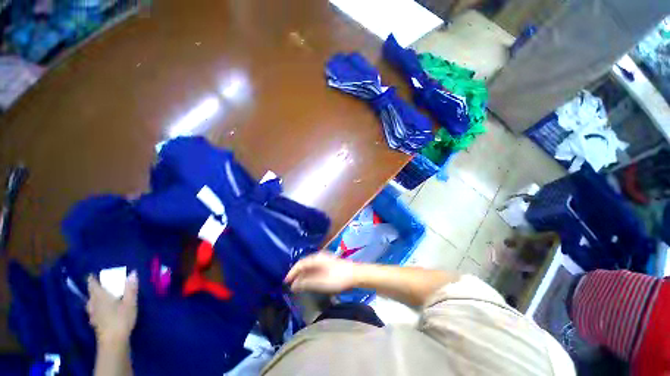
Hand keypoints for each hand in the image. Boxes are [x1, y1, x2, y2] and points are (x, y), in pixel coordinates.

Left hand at [86, 271, 138, 344]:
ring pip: (90, 303)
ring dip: (94, 299)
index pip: (92, 284)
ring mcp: (93, 314)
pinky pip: (93, 311)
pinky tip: (101, 311)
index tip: (94, 275)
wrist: (113, 341)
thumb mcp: (130, 302)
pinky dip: (96, 308)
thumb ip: (130, 288)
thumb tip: (133, 272)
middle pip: (91, 293)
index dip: (92, 279)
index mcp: (100, 296)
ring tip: (101, 297)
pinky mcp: (95, 323)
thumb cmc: (121, 319)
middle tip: (101, 285)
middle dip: (94, 288)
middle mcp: (93, 303)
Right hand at [285, 252, 357, 293]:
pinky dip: (310, 274)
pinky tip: (309, 281)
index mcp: (316, 258)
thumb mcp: (320, 282)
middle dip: (297, 274)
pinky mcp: (329, 264)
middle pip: (304, 264)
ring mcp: (325, 259)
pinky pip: (315, 268)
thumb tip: (293, 285)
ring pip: (310, 266)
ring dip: (303, 275)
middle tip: (290, 284)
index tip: (285, 282)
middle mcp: (319, 257)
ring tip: (298, 284)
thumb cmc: (337, 278)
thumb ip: (306, 283)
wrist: (355, 275)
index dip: (292, 272)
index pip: (300, 263)